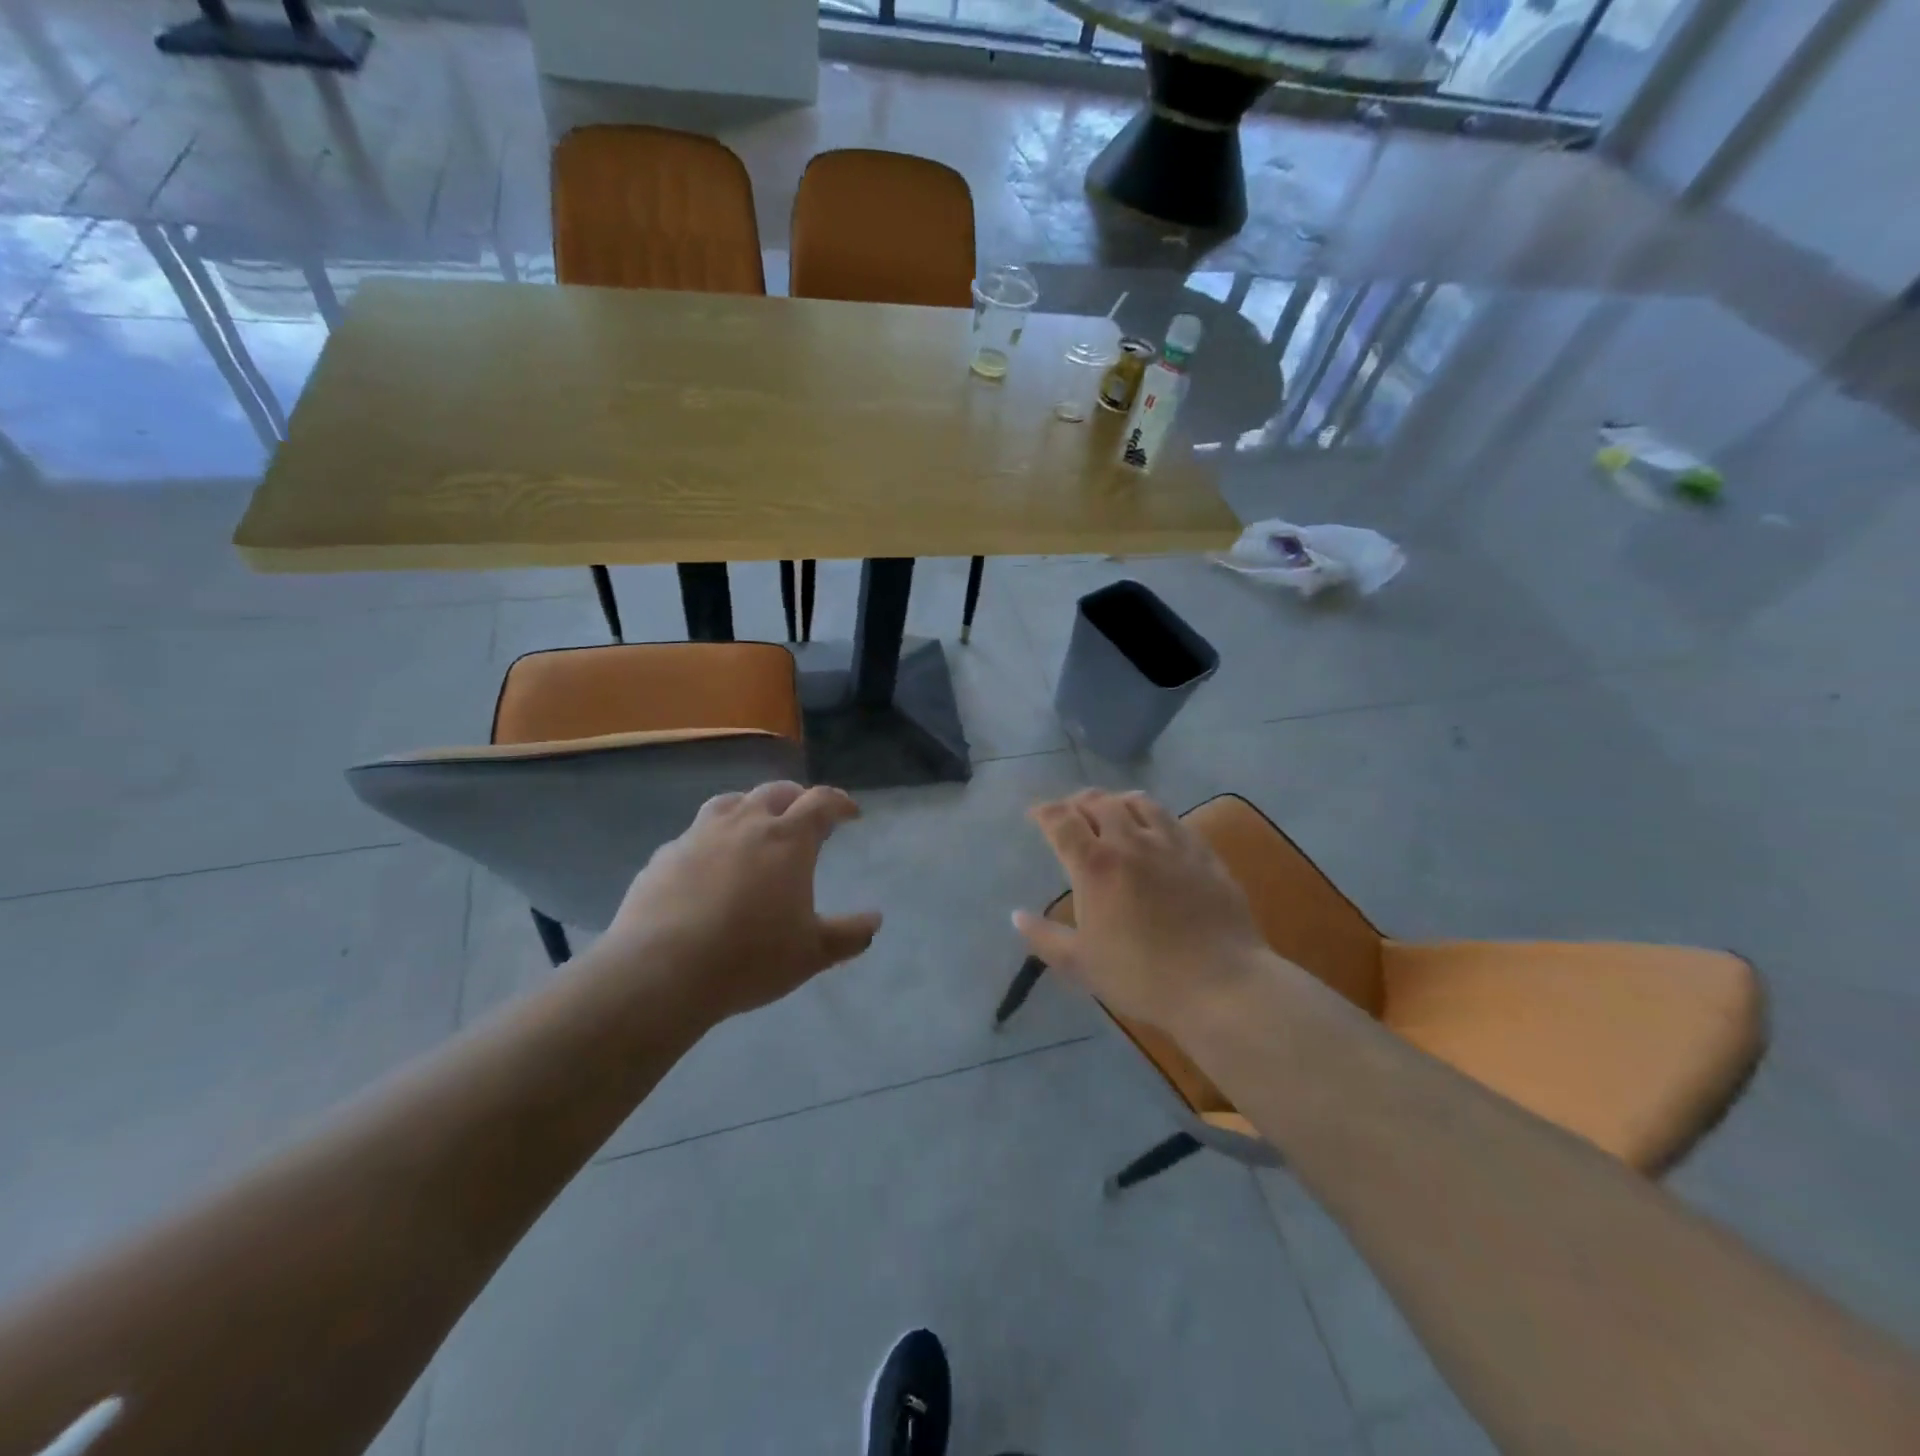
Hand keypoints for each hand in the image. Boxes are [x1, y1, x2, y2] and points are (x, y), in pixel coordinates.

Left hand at [606, 781, 881, 1019]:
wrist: (661, 971)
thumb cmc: (750, 958)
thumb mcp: (811, 953)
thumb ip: (848, 935)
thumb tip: (875, 920)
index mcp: (787, 839)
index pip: (821, 802)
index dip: (839, 802)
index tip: (850, 812)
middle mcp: (745, 824)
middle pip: (776, 792)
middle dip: (797, 799)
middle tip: (805, 817)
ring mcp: (699, 835)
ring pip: (731, 802)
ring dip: (751, 807)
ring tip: (755, 826)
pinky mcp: (664, 855)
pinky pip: (694, 834)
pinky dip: (711, 838)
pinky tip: (708, 864)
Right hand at [1014, 790, 1272, 1031]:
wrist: (1221, 985)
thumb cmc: (1142, 977)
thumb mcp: (1081, 965)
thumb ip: (1044, 938)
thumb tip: (1016, 916)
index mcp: (1095, 866)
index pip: (1062, 821)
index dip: (1045, 812)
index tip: (1036, 814)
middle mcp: (1131, 842)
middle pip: (1099, 802)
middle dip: (1078, 802)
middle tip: (1070, 813)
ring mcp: (1172, 844)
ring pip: (1139, 802)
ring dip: (1116, 801)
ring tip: (1111, 810)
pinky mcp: (1203, 853)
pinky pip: (1174, 819)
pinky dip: (1153, 815)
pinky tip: (1155, 829)